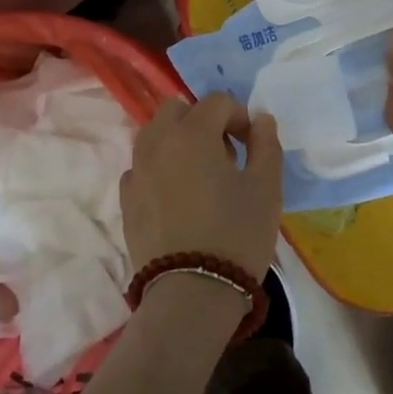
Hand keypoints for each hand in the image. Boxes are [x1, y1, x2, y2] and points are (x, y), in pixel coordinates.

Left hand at [121, 94, 281, 281]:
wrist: (191, 291)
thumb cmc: (237, 233)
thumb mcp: (266, 188)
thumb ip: (266, 144)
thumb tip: (260, 119)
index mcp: (192, 133)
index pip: (218, 102)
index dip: (240, 117)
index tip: (252, 145)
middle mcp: (157, 142)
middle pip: (177, 109)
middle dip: (202, 120)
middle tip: (225, 153)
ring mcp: (136, 171)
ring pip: (154, 135)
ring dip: (178, 140)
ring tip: (201, 174)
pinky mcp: (126, 199)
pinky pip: (142, 167)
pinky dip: (159, 168)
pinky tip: (177, 196)